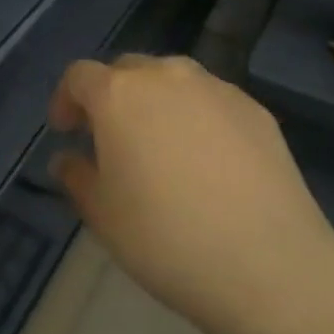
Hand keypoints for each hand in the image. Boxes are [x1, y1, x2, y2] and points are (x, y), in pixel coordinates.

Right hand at [48, 55, 333, 330]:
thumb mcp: (102, 214)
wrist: (267, 263)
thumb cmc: (164, 237)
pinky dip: (196, 116)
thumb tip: (67, 159)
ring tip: (160, 145)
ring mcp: (216, 89)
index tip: (66, 132)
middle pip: (128, 70)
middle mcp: (167, 77)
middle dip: (111, 96)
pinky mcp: (256, 110)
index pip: (79, 76)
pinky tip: (206, 160)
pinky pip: (211, 101)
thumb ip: (76, 176)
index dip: (66, 99)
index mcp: (119, 95)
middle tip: (110, 138)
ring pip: (173, 79)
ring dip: (155, 101)